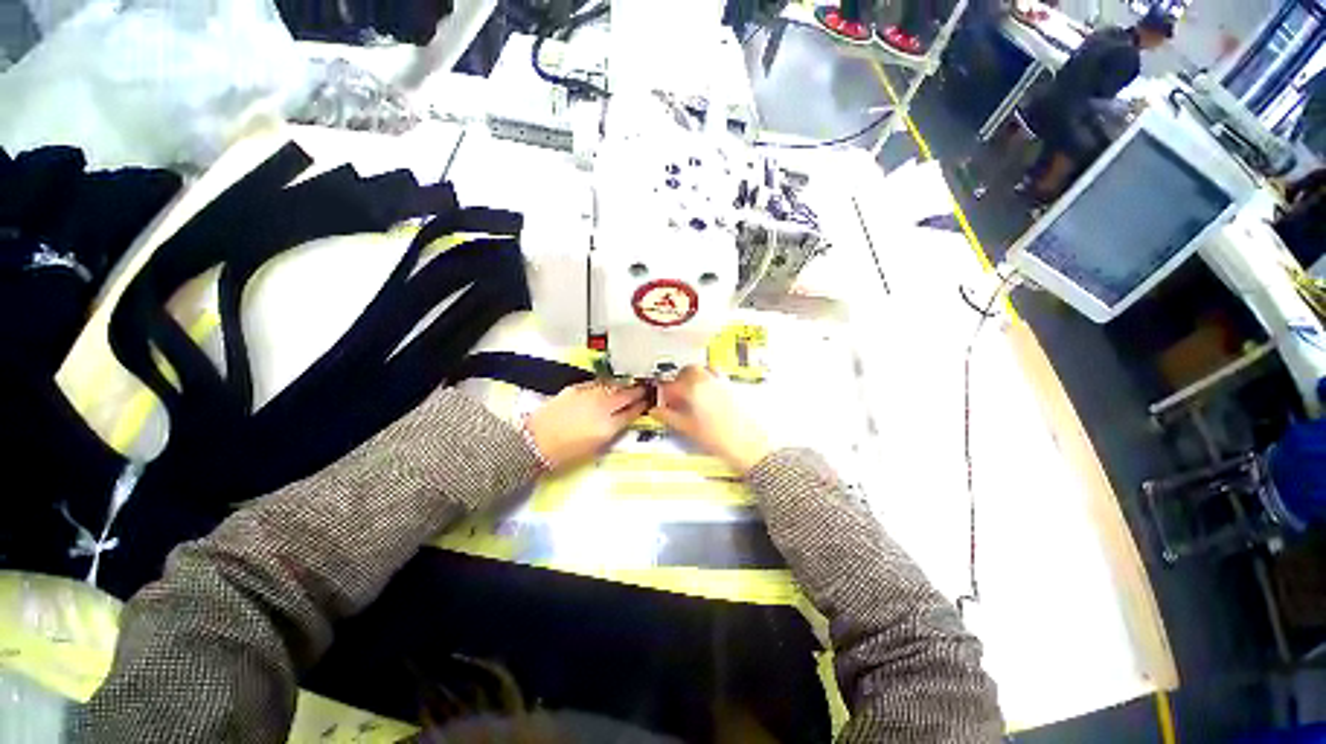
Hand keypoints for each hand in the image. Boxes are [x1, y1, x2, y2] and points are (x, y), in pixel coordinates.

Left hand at [525, 381, 648, 471]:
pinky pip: (597, 382)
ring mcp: (589, 395)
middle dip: (637, 391)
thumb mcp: (594, 449)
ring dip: (623, 385)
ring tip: (629, 385)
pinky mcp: (576, 388)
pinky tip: (608, 385)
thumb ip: (611, 432)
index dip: (642, 406)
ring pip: (613, 385)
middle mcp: (602, 407)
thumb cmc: (564, 454)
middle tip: (644, 389)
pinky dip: (606, 383)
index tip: (647, 403)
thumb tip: (620, 422)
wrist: (535, 442)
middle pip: (627, 395)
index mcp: (609, 426)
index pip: (632, 412)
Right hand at [652, 366, 771, 474]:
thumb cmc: (720, 439)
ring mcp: (722, 382)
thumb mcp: (688, 429)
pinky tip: (708, 396)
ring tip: (691, 394)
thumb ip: (669, 417)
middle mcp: (708, 380)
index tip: (662, 401)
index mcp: (694, 389)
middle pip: (688, 370)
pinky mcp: (733, 386)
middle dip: (678, 380)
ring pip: (703, 369)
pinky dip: (708, 379)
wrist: (750, 445)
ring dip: (694, 377)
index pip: (671, 384)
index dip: (663, 393)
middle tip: (675, 396)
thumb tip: (656, 411)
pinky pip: (716, 374)